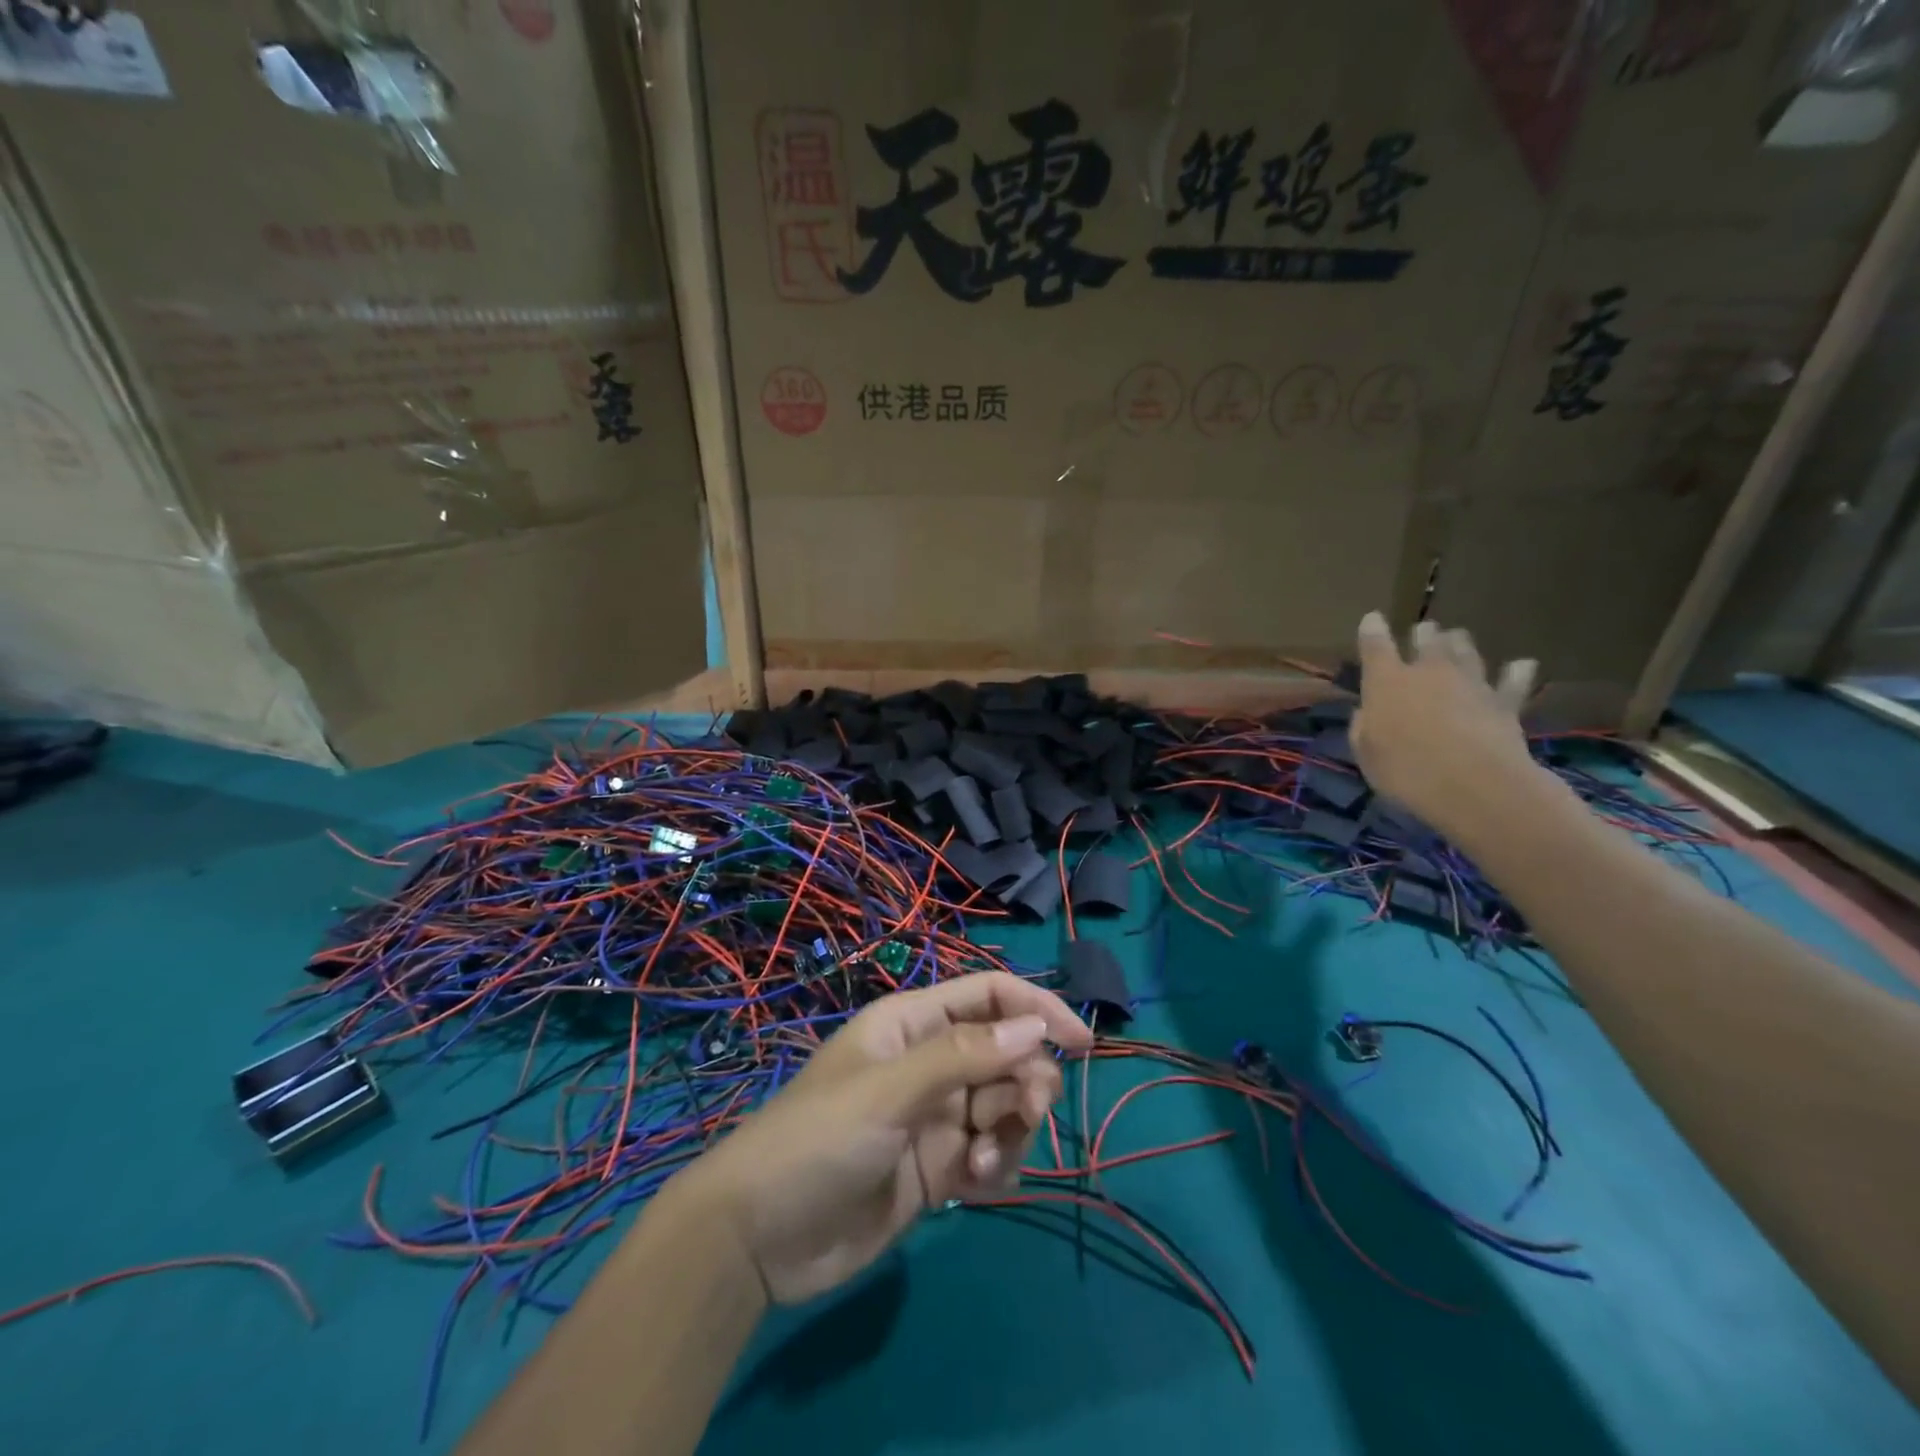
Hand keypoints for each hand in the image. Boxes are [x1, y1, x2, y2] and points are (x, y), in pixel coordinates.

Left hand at [666, 972, 1091, 1304]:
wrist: (760, 1240)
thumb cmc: (818, 1140)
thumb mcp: (888, 1092)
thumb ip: (962, 1058)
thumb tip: (1035, 1030)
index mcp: (914, 1024)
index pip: (989, 996)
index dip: (1036, 1009)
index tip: (1080, 1041)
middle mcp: (931, 1062)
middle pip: (1007, 1053)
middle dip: (1026, 1081)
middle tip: (1024, 1114)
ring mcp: (935, 1116)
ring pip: (1006, 1105)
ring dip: (1012, 1131)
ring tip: (983, 1163)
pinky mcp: (938, 1167)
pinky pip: (992, 1154)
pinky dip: (996, 1166)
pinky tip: (972, 1186)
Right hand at [1349, 612, 1541, 840]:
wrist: (1474, 785)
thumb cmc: (1405, 770)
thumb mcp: (1366, 754)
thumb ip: (1364, 727)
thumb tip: (1368, 712)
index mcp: (1387, 682)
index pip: (1375, 646)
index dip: (1372, 630)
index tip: (1373, 619)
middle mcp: (1429, 672)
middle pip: (1428, 640)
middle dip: (1424, 634)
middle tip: (1424, 631)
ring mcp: (1471, 683)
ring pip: (1466, 651)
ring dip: (1460, 643)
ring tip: (1457, 638)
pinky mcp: (1505, 702)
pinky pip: (1513, 680)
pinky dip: (1516, 672)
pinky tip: (1522, 664)